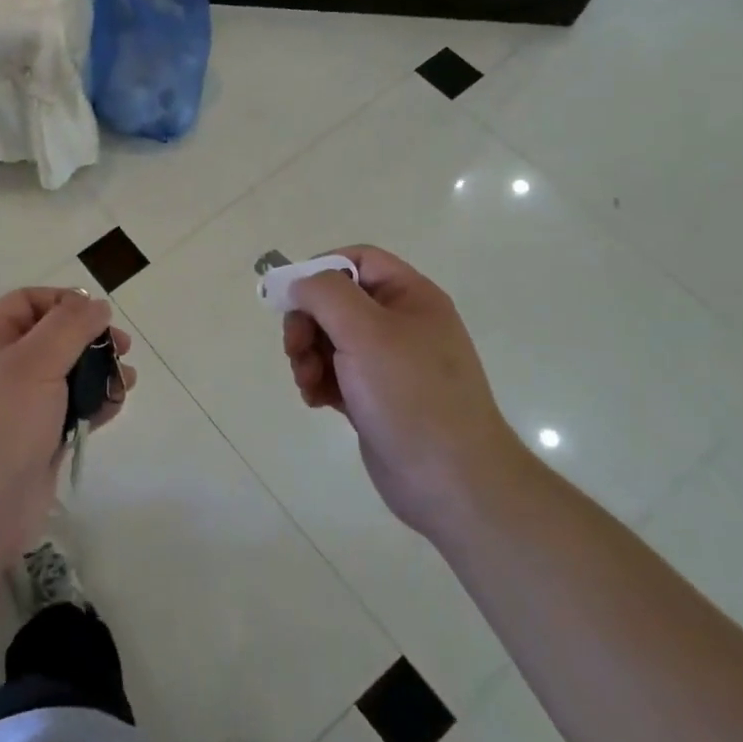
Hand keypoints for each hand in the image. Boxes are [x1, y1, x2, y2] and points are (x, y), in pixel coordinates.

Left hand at [0, 287, 135, 571]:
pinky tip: (114, 406)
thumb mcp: (34, 362)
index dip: (65, 302)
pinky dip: (95, 403)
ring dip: (99, 371)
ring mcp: (21, 405)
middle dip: (90, 338)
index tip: (99, 317)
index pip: (29, 301)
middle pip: (54, 336)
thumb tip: (96, 304)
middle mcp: (2, 366)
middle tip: (122, 349)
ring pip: (68, 373)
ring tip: (125, 381)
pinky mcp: (39, 437)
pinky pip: (72, 408)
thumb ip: (70, 326)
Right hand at [282, 246, 524, 537]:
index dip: (321, 270)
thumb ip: (325, 294)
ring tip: (306, 382)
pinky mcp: (375, 397)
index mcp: (410, 297)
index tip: (292, 297)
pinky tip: (316, 400)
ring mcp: (389, 363)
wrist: (450, 481)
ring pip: (330, 340)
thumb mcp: (365, 331)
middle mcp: (401, 324)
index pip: (358, 260)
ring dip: (308, 355)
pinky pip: (335, 374)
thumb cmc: (410, 395)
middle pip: (336, 302)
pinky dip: (318, 381)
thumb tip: (299, 285)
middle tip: (295, 349)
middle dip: (307, 323)